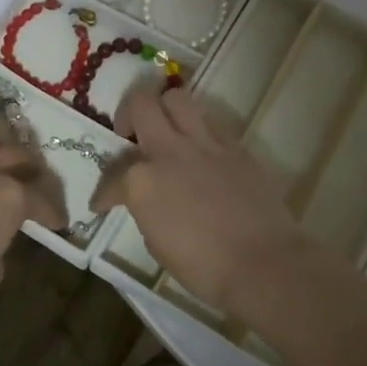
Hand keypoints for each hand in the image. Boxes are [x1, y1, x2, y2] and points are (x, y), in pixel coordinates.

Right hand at [91, 85, 305, 316]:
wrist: (262, 264)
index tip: (104, 205)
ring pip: (178, 98)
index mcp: (142, 180)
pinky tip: (201, 153)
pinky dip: (199, 132)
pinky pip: (211, 123)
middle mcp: (169, 150)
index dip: (104, 194)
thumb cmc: (203, 267)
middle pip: (141, 103)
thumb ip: (146, 210)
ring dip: (165, 110)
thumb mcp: (156, 244)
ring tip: (166, 131)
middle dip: (128, 114)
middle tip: (130, 135)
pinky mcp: (236, 147)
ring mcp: (206, 144)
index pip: (112, 177)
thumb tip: (149, 201)